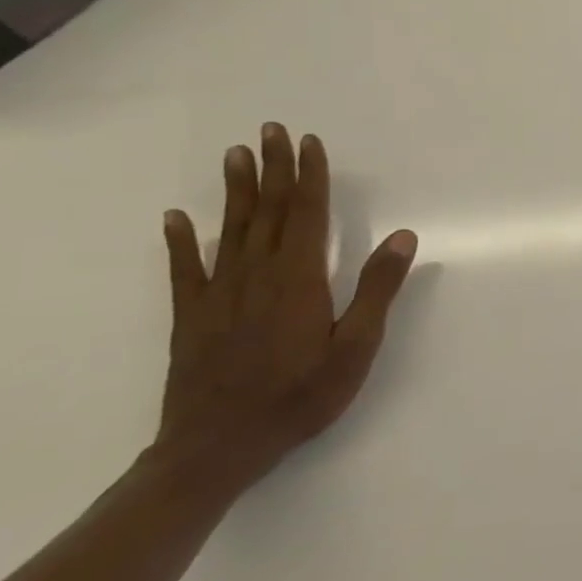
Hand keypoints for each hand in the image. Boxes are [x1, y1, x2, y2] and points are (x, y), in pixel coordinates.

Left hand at [156, 124, 417, 492]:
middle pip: (269, 211)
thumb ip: (377, 290)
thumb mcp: (355, 348)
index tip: (309, 142)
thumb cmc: (298, 398)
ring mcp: (219, 295)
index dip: (309, 176)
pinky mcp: (192, 317)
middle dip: (273, 168)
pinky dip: (181, 241)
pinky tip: (177, 219)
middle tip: (270, 129)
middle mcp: (257, 276)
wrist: (215, 450)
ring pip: (231, 230)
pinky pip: (185, 270)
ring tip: (235, 155)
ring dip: (236, 191)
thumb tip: (404, 236)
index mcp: (299, 279)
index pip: (307, 214)